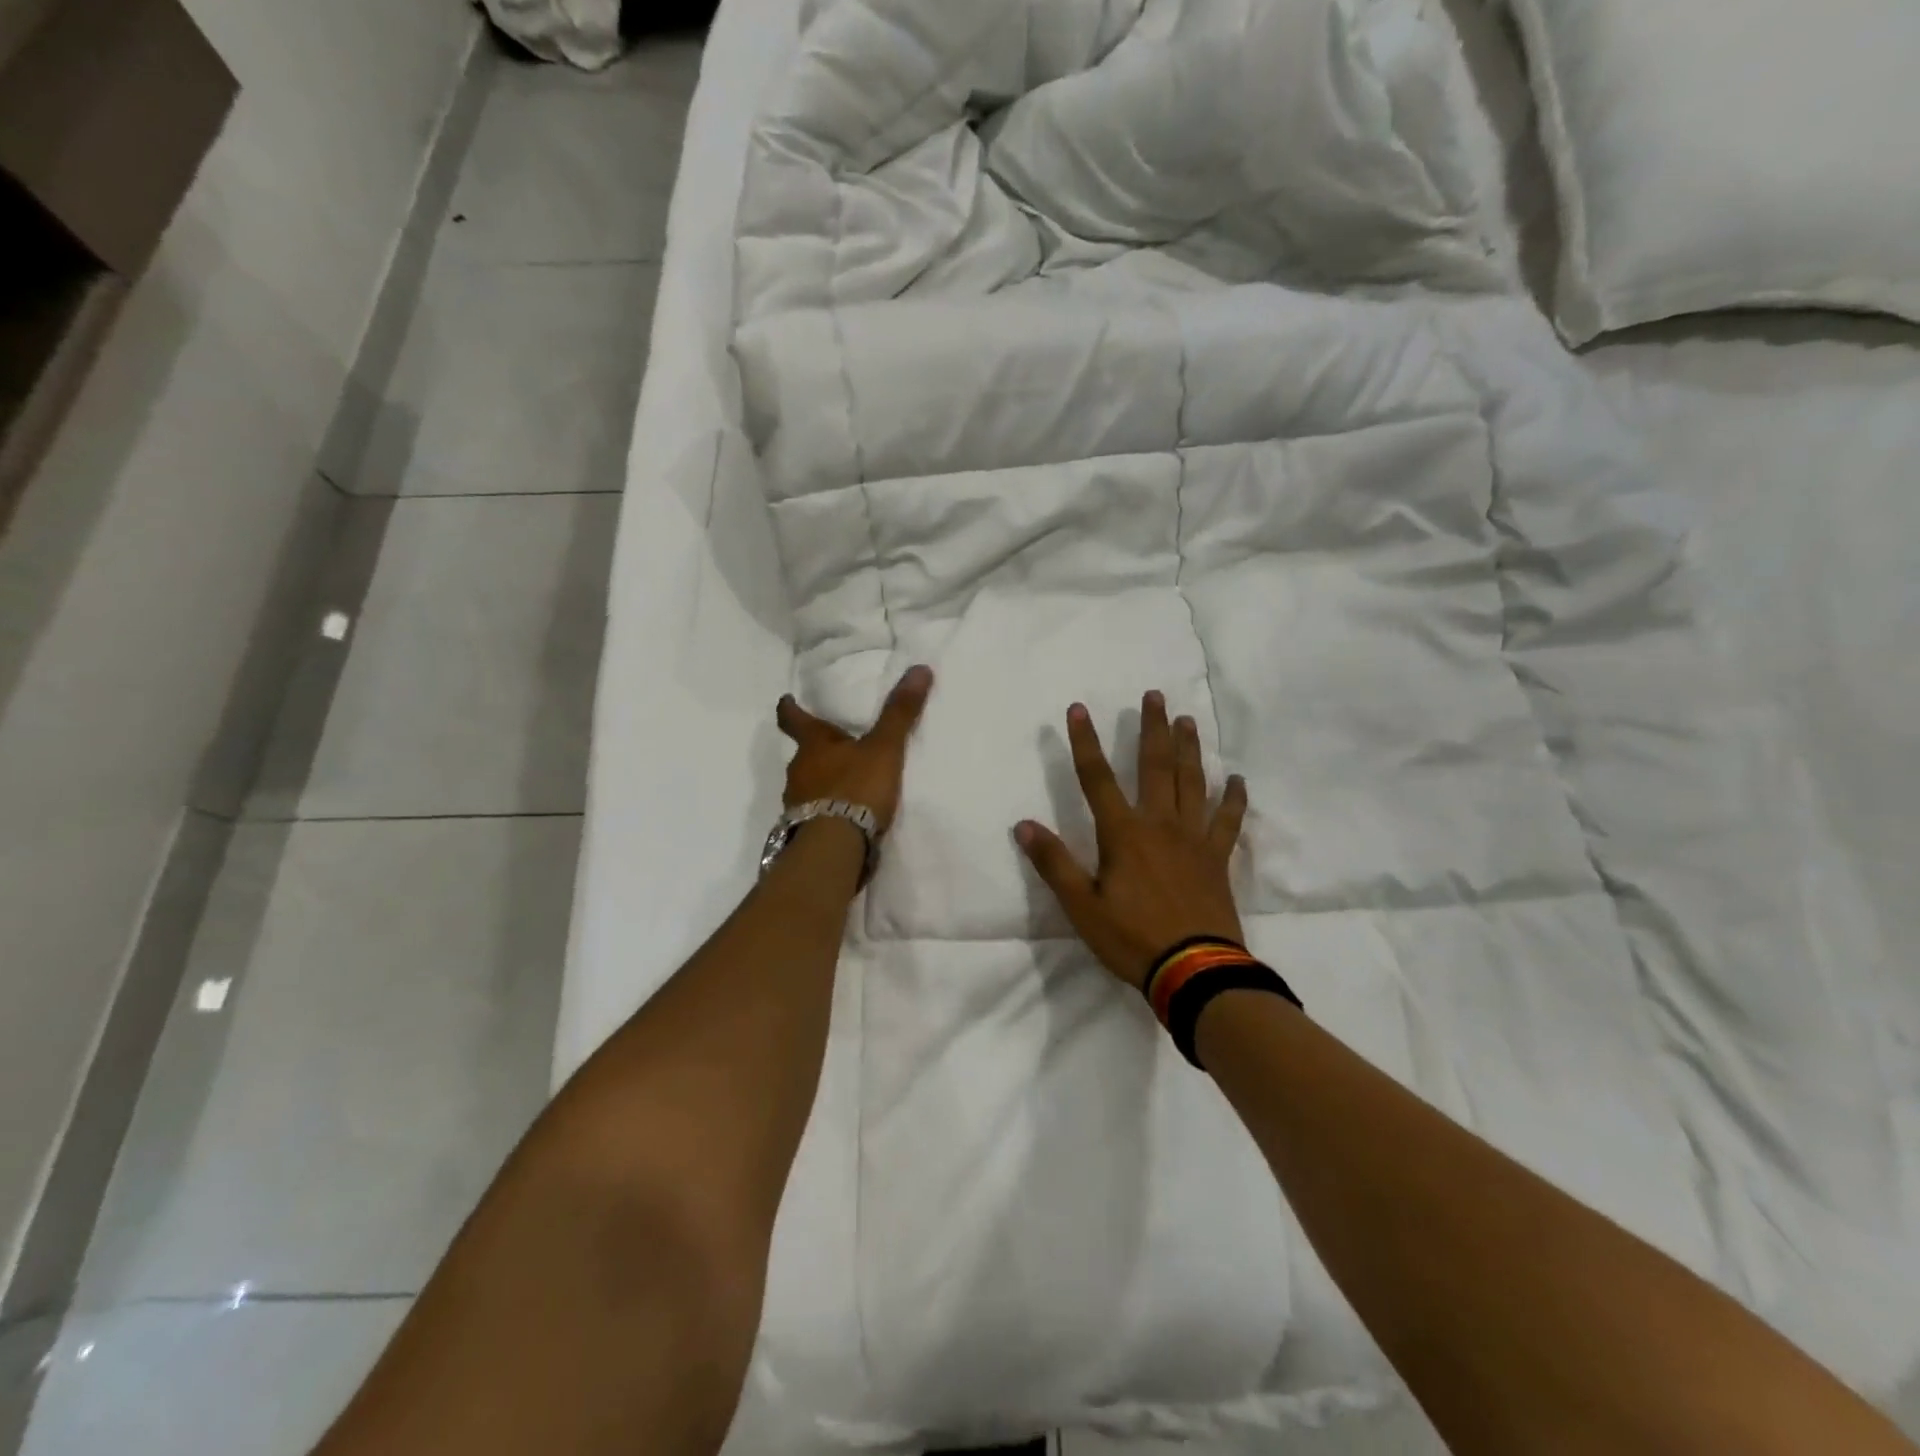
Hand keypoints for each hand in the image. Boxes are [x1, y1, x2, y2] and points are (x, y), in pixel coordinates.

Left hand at [776, 665, 933, 833]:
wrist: (834, 846)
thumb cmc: (856, 788)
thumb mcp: (884, 748)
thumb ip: (899, 713)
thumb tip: (919, 669)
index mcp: (813, 745)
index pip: (794, 720)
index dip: (790, 709)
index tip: (786, 700)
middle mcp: (798, 771)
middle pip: (803, 754)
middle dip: (816, 750)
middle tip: (832, 746)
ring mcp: (797, 803)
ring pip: (807, 784)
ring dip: (821, 782)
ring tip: (842, 783)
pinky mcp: (803, 831)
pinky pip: (813, 813)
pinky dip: (825, 809)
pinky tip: (842, 816)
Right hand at [1016, 691, 1248, 990]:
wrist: (1195, 971)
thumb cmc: (1132, 938)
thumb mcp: (1081, 906)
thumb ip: (1054, 863)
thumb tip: (1023, 825)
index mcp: (1123, 833)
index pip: (1097, 778)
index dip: (1085, 742)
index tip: (1078, 708)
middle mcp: (1160, 825)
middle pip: (1155, 766)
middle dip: (1152, 728)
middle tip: (1155, 695)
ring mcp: (1193, 839)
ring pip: (1192, 783)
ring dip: (1189, 749)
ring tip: (1188, 721)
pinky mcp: (1217, 859)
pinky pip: (1228, 821)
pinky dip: (1233, 798)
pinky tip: (1236, 779)